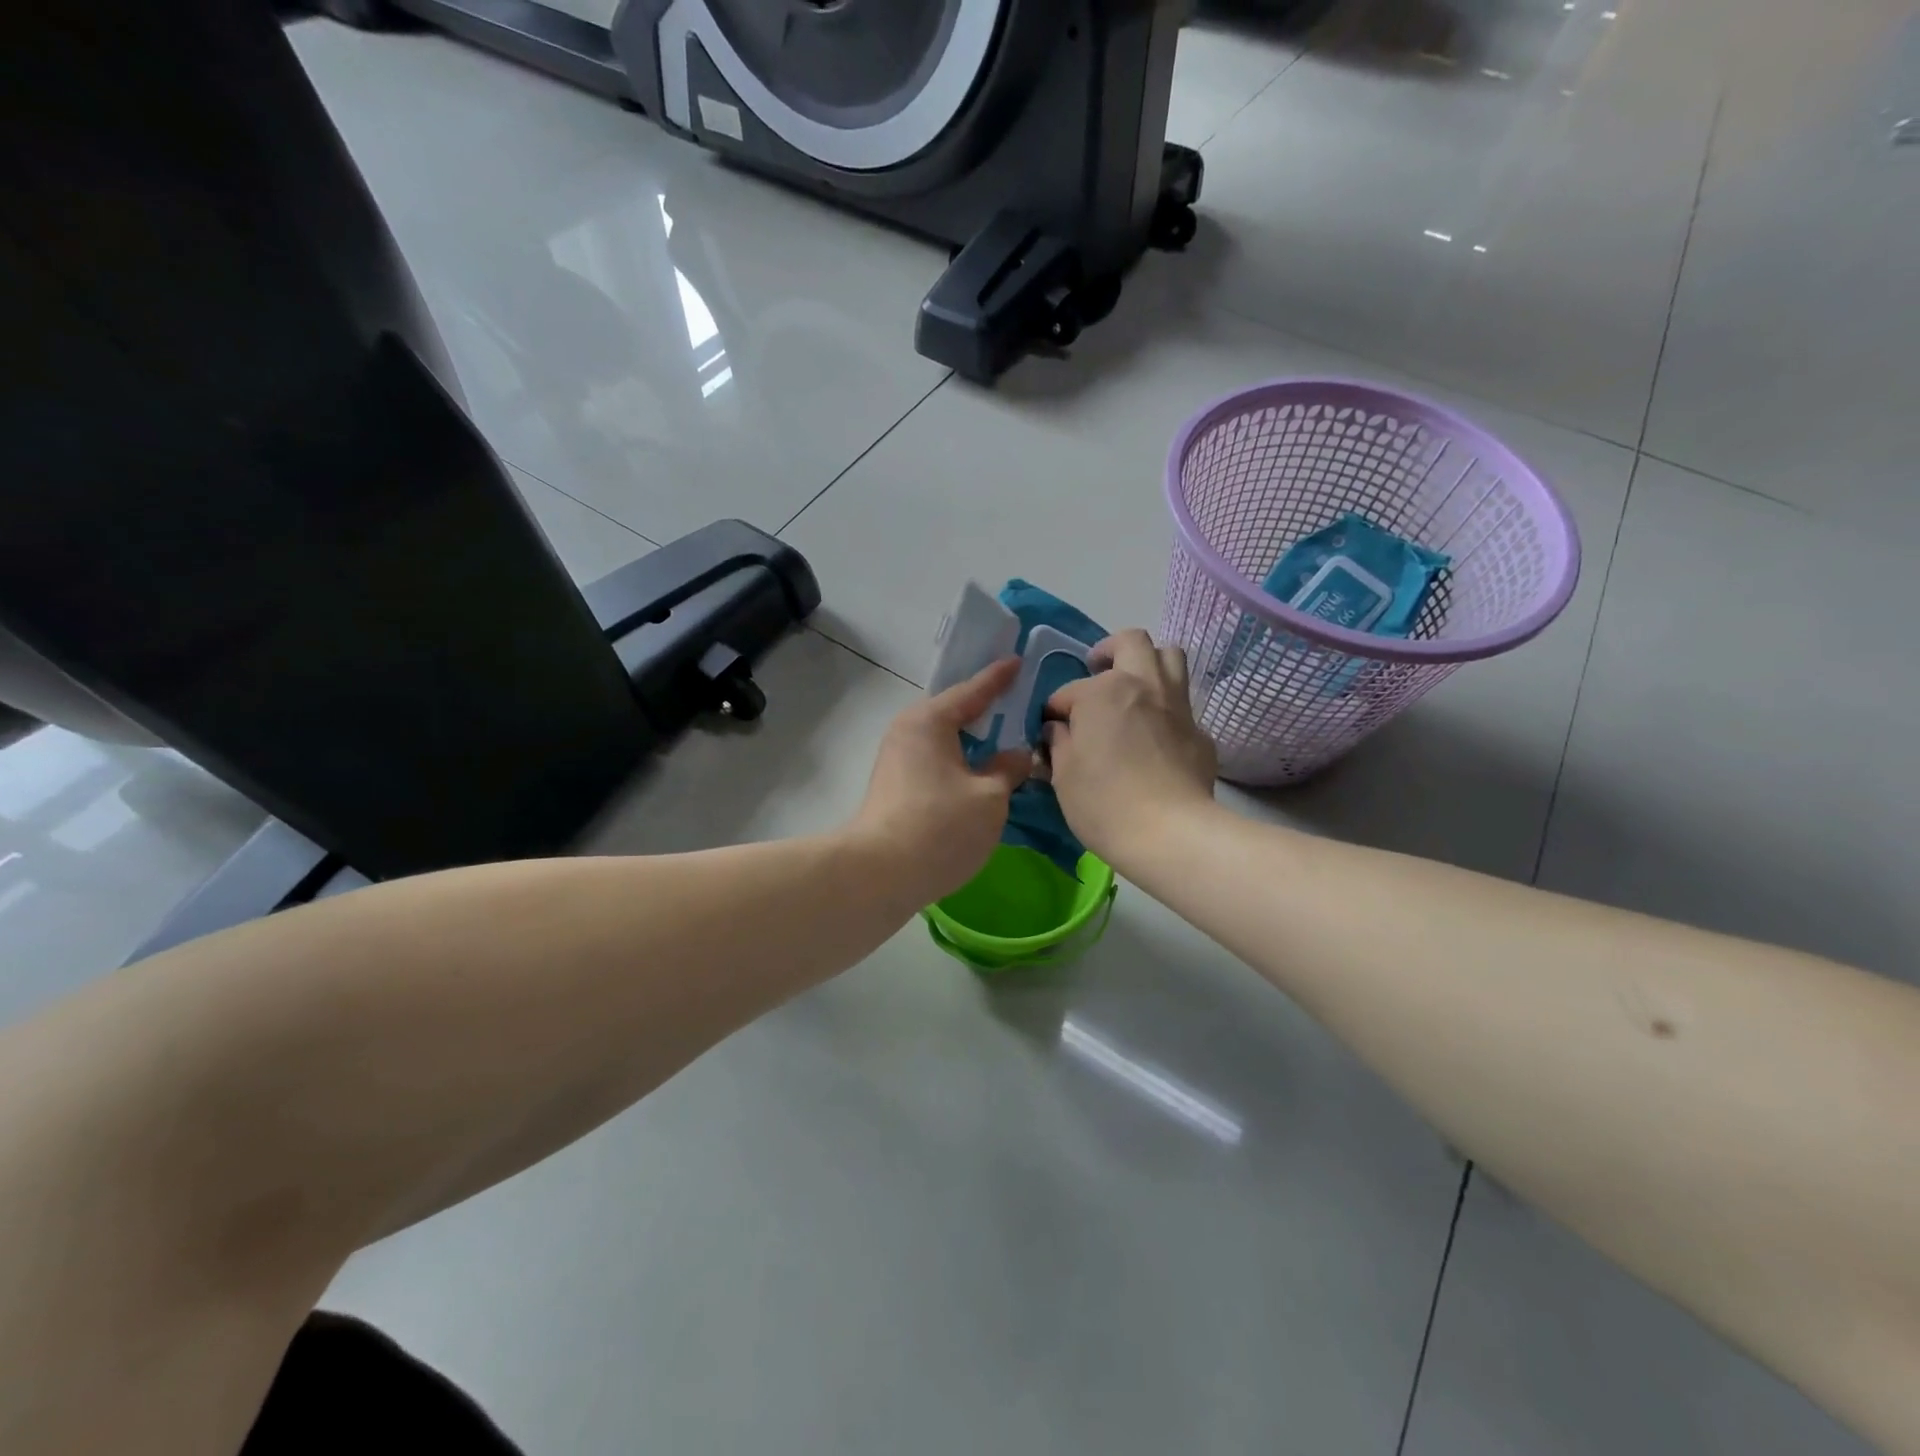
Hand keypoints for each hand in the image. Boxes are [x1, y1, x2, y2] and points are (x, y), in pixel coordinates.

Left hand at [848, 659, 1032, 906]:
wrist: (880, 874)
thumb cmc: (940, 826)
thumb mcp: (989, 797)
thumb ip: (1008, 769)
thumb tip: (1017, 755)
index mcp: (930, 721)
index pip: (972, 691)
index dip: (999, 678)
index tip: (1018, 661)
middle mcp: (908, 732)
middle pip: (955, 714)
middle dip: (986, 711)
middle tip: (1018, 703)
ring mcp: (898, 761)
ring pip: (945, 742)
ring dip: (974, 742)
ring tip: (1006, 740)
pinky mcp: (897, 788)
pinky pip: (937, 762)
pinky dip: (961, 762)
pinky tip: (981, 773)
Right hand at [1043, 629, 1217, 868]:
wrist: (1170, 833)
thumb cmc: (1103, 802)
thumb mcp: (1063, 775)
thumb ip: (1058, 743)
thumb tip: (1059, 729)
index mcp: (1102, 691)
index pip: (1068, 691)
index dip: (1055, 711)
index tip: (1052, 732)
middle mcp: (1143, 684)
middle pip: (1131, 642)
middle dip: (1109, 651)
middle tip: (1097, 672)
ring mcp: (1177, 705)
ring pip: (1170, 657)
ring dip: (1148, 663)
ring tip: (1132, 687)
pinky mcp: (1200, 732)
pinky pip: (1182, 704)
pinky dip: (1165, 708)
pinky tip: (1155, 735)